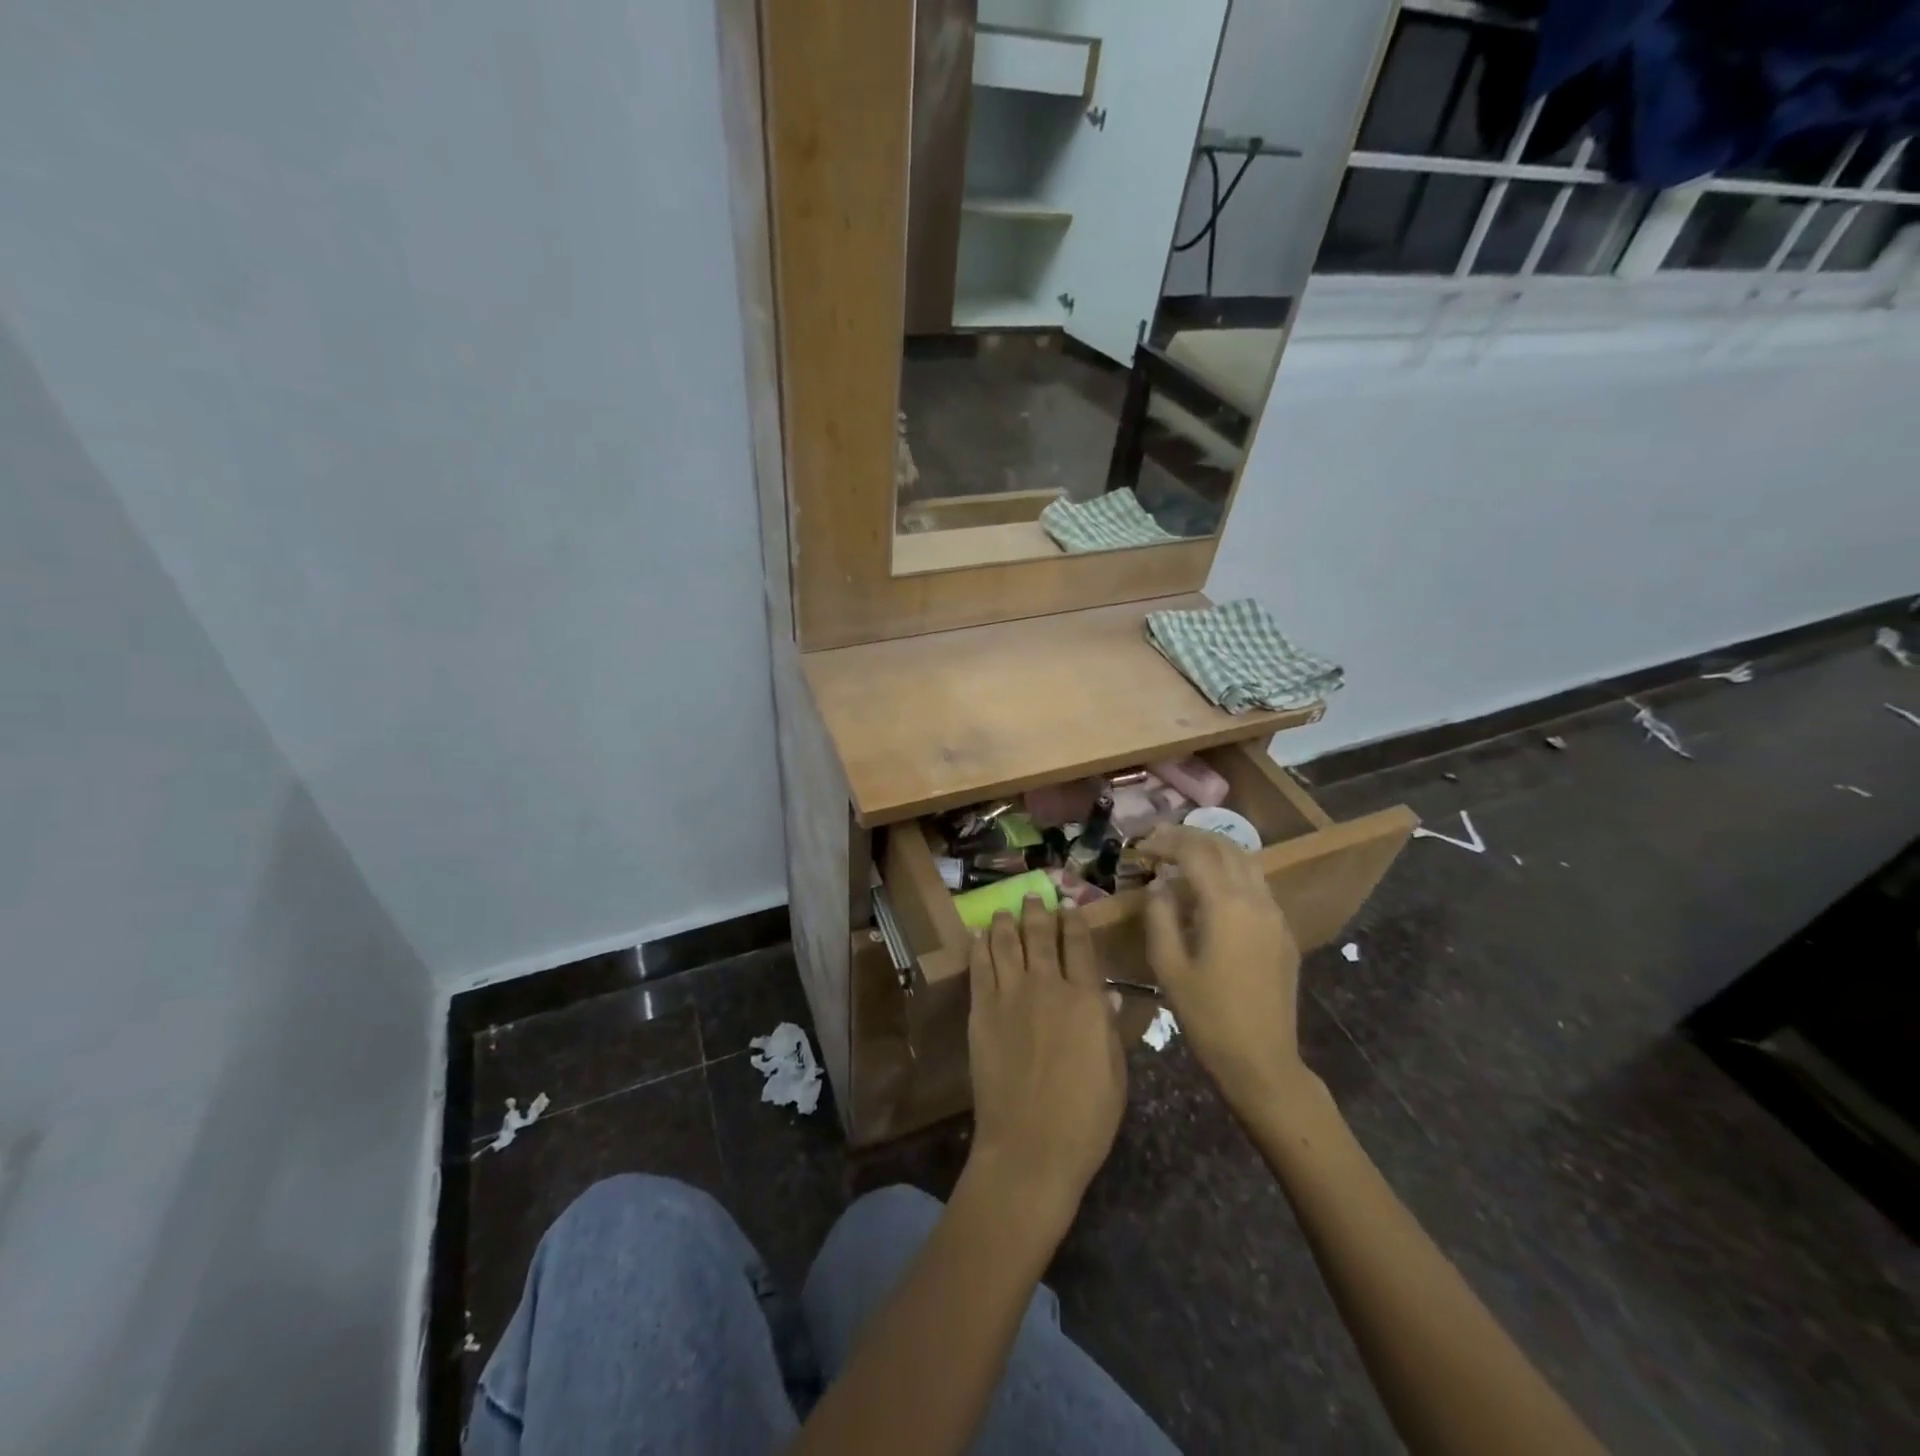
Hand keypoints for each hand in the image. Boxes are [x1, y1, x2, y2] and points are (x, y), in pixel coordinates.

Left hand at [967, 897, 1126, 1223]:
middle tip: (1034, 895)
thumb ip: (1110, 1029)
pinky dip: (979, 946)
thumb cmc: (1085, 1118)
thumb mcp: (1115, 1073)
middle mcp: (1046, 986)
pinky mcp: (981, 1012)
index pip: (1079, 946)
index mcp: (1085, 999)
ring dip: (1006, 921)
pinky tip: (978, 934)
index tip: (1070, 906)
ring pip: (1006, 944)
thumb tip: (1110, 996)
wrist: (1030, 1147)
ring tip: (1005, 908)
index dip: (1074, 922)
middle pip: (1040, 936)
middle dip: (1038, 911)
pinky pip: (979, 968)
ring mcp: (1009, 996)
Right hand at [1140, 826, 1304, 1104]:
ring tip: (1185, 854)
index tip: (1142, 844)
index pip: (1195, 853)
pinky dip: (1232, 871)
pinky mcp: (1283, 933)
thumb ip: (1160, 917)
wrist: (1262, 1061)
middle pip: (1225, 848)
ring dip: (1215, 850)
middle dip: (1191, 837)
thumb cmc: (1208, 1016)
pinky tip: (1212, 887)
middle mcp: (1256, 900)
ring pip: (1247, 862)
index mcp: (1227, 906)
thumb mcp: (1169, 967)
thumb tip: (1159, 885)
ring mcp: (1275, 915)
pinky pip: (1257, 885)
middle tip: (1160, 839)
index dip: (1167, 842)